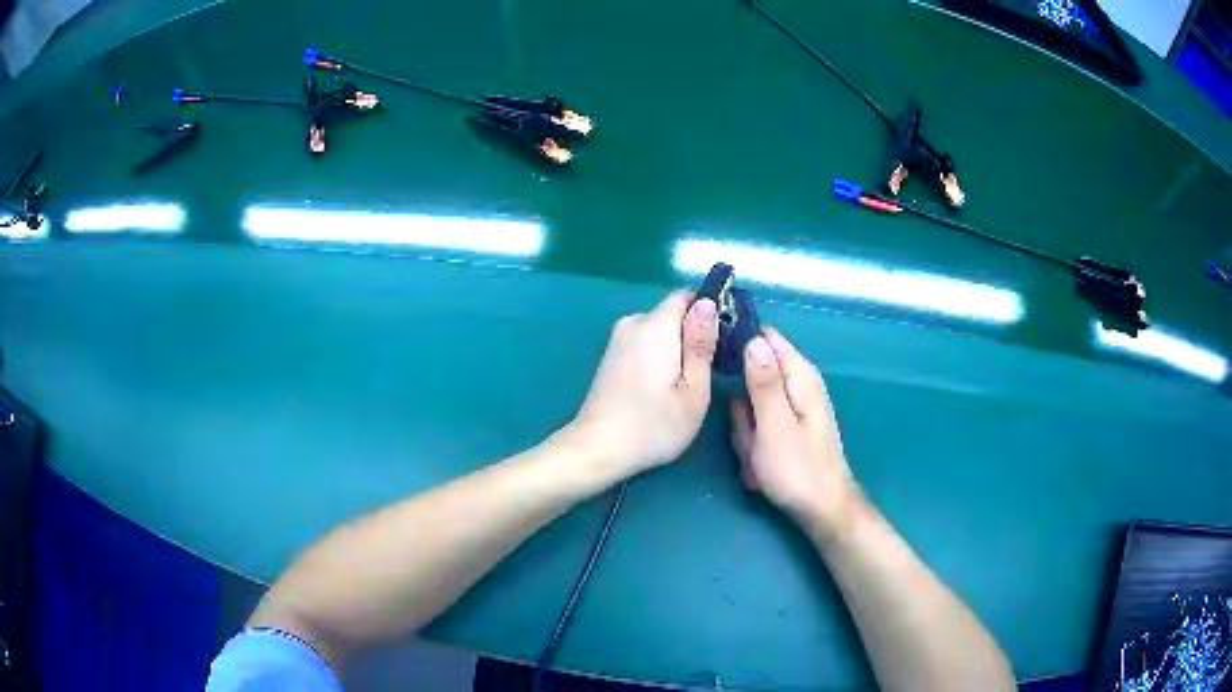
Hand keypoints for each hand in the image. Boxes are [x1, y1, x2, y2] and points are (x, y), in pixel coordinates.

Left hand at [568, 290, 718, 477]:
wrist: (598, 449)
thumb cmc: (654, 425)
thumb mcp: (694, 390)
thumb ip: (702, 343)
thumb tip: (709, 303)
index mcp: (655, 325)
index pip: (688, 295)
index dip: (711, 309)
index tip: (726, 336)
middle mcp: (633, 322)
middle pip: (674, 313)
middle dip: (695, 333)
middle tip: (711, 370)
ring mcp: (618, 339)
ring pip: (660, 330)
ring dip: (678, 347)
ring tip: (688, 383)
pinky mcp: (611, 356)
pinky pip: (645, 343)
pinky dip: (660, 356)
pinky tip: (664, 387)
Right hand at [731, 328, 857, 528]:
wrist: (821, 510)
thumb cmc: (797, 468)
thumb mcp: (774, 423)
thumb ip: (763, 381)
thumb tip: (753, 339)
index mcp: (800, 377)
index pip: (767, 339)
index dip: (740, 344)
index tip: (720, 364)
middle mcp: (798, 387)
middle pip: (754, 377)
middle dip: (742, 406)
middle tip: (747, 435)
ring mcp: (791, 411)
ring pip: (751, 409)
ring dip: (747, 434)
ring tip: (756, 457)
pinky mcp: (785, 432)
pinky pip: (758, 430)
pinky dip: (755, 448)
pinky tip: (760, 469)